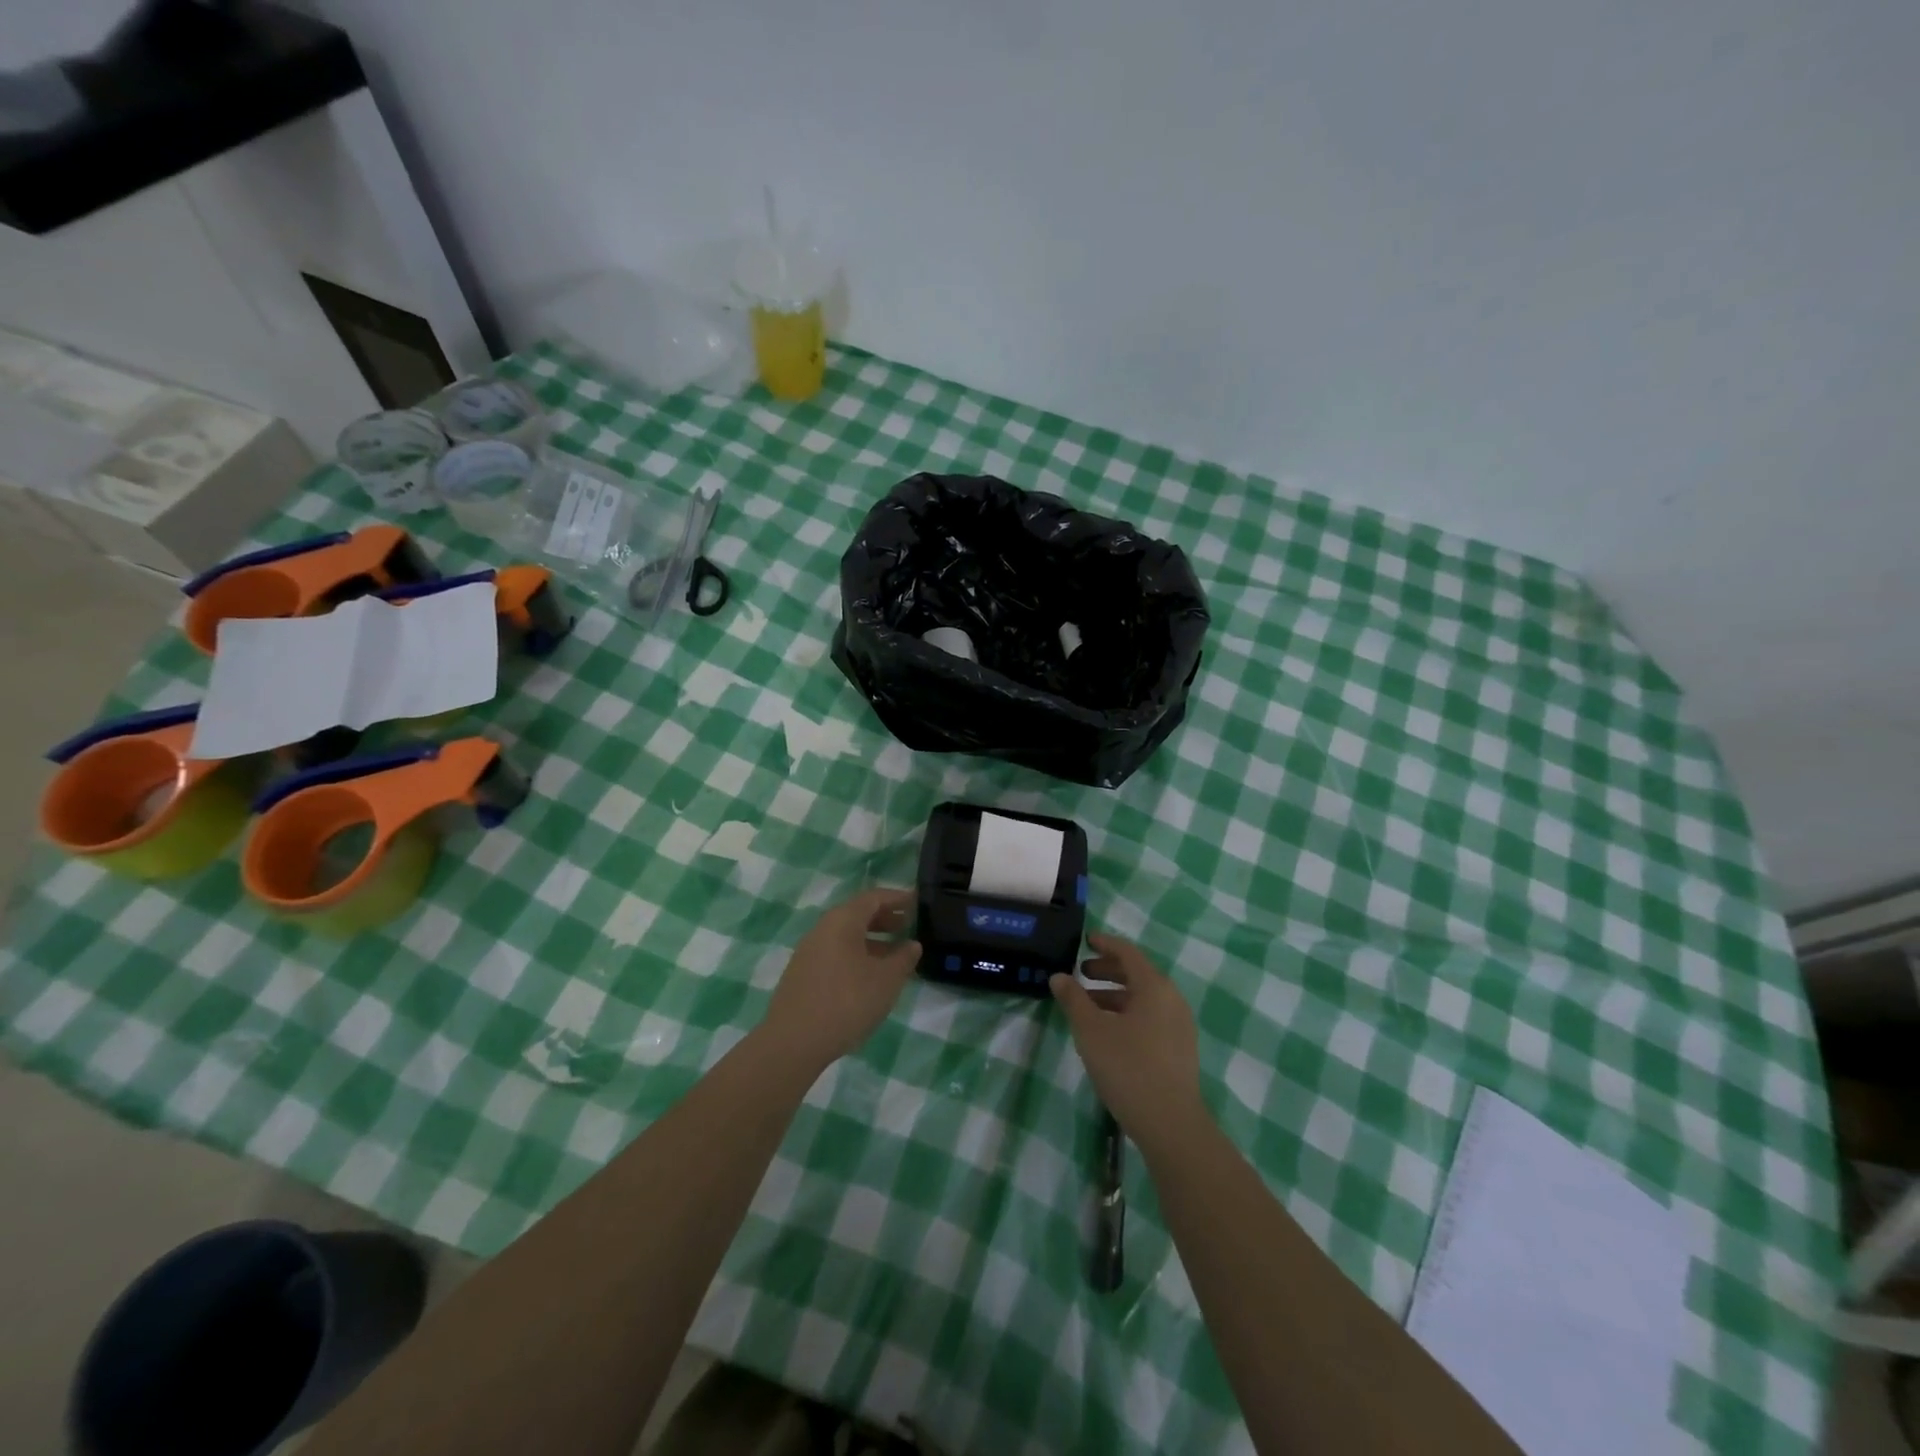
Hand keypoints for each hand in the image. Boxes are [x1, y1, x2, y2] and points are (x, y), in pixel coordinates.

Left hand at [761, 889, 920, 1072]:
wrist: (793, 1042)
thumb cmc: (847, 1002)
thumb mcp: (886, 980)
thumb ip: (903, 958)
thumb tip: (912, 945)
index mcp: (842, 921)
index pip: (873, 898)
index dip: (897, 898)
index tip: (917, 902)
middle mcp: (822, 929)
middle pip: (857, 914)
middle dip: (884, 918)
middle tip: (908, 926)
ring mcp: (808, 952)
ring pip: (845, 936)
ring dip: (871, 940)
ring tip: (893, 955)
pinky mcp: (802, 974)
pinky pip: (835, 953)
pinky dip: (856, 955)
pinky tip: (867, 977)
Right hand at [1051, 933, 1205, 1152]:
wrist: (1170, 1123)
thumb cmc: (1128, 1067)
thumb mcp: (1091, 1030)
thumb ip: (1073, 999)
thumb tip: (1059, 976)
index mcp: (1154, 986)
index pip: (1127, 952)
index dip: (1104, 944)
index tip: (1085, 940)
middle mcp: (1172, 999)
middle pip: (1137, 974)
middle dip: (1107, 971)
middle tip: (1081, 973)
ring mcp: (1179, 1025)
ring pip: (1143, 998)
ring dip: (1115, 995)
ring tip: (1088, 1006)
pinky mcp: (1180, 1049)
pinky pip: (1150, 1017)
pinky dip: (1128, 1014)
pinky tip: (1108, 1032)